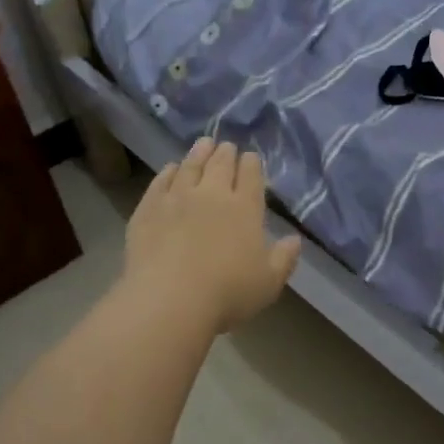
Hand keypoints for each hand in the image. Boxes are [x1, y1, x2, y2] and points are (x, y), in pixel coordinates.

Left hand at [124, 137, 302, 333]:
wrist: (170, 299)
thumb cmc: (227, 293)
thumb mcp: (269, 282)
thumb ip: (284, 258)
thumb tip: (294, 239)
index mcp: (245, 208)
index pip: (250, 176)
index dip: (251, 164)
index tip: (250, 157)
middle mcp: (212, 194)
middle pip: (220, 165)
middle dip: (226, 153)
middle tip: (226, 146)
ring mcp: (177, 198)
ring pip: (190, 166)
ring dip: (199, 153)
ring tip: (203, 144)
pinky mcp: (148, 208)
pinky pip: (160, 182)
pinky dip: (168, 171)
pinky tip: (171, 168)